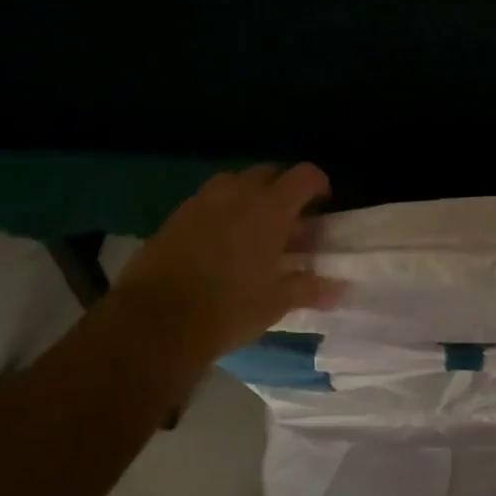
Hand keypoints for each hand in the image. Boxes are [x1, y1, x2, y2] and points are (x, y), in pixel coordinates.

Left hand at [115, 163, 345, 368]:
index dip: (318, 184)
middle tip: (288, 222)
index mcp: (270, 207)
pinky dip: (220, 212)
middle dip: (283, 190)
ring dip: (249, 198)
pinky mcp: (174, 217)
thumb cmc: (228, 308)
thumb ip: (309, 288)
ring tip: (252, 230)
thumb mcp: (276, 302)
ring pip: (234, 184)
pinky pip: (207, 202)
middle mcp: (237, 193)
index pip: (304, 175)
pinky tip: (218, 244)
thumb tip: (341, 289)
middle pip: (269, 173)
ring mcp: (201, 201)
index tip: (322, 204)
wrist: (154, 322)